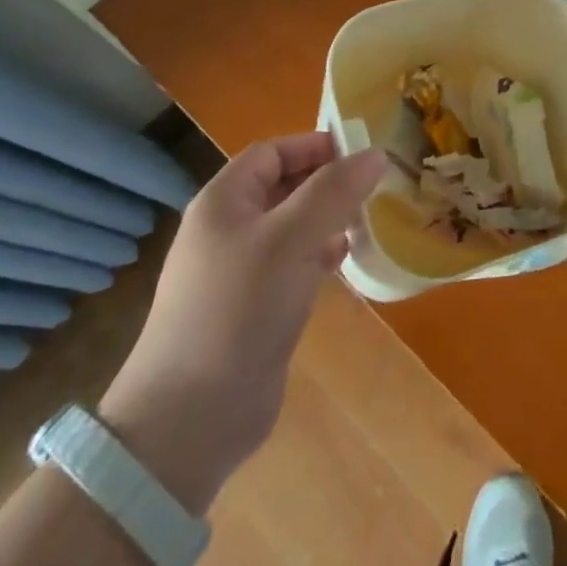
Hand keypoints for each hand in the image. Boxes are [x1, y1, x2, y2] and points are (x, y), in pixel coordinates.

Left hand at [98, 134, 386, 510]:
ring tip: (368, 219)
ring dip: (329, 218)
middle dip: (328, 182)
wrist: (191, 419)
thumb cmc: (238, 309)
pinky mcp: (255, 307)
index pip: (272, 152)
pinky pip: (294, 263)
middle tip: (375, 186)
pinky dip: (321, 254)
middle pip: (284, 187)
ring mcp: (241, 271)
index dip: (315, 146)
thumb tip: (375, 153)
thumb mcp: (291, 239)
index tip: (363, 153)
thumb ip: (334, 191)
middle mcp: (229, 229)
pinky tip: (346, 260)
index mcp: (224, 201)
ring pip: (293, 226)